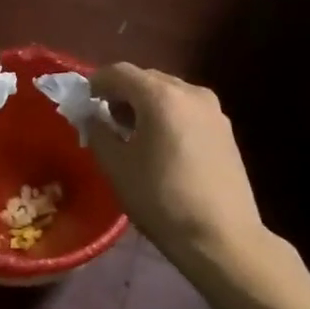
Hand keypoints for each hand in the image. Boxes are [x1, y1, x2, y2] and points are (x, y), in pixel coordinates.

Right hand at [87, 63, 263, 260]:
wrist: (221, 236)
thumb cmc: (161, 200)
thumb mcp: (117, 167)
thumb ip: (98, 131)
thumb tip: (92, 116)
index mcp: (161, 96)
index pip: (119, 72)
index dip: (96, 83)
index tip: (84, 103)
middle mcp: (191, 92)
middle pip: (147, 79)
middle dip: (122, 94)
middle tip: (106, 121)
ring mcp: (213, 110)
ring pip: (169, 94)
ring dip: (146, 105)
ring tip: (133, 136)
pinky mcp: (226, 130)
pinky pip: (187, 110)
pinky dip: (168, 117)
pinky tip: (161, 147)